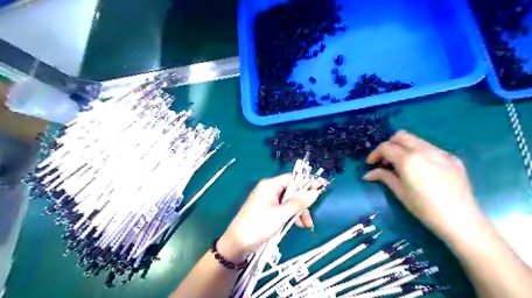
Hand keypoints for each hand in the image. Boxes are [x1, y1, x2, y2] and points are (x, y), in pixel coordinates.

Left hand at [218, 174, 321, 261]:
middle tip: (311, 216)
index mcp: (270, 185)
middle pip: (292, 191)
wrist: (238, 243)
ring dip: (298, 211)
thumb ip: (299, 203)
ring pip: (289, 201)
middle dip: (302, 203)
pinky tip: (297, 225)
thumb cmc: (259, 225)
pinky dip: (291, 215)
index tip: (321, 188)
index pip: (292, 178)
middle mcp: (269, 189)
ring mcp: (267, 200)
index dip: (306, 183)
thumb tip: (315, 192)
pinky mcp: (267, 210)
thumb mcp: (281, 214)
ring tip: (306, 225)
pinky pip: (283, 208)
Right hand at [364, 130, 484, 241]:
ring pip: (416, 140)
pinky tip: (421, 169)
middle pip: (401, 136)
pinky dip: (419, 153)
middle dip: (389, 145)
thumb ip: (383, 177)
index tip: (371, 164)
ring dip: (404, 147)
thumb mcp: (399, 192)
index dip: (375, 154)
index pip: (386, 147)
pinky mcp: (452, 158)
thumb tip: (368, 174)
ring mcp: (441, 152)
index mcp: (408, 159)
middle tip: (385, 160)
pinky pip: (430, 148)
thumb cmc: (424, 208)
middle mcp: (424, 150)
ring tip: (402, 164)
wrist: (461, 220)